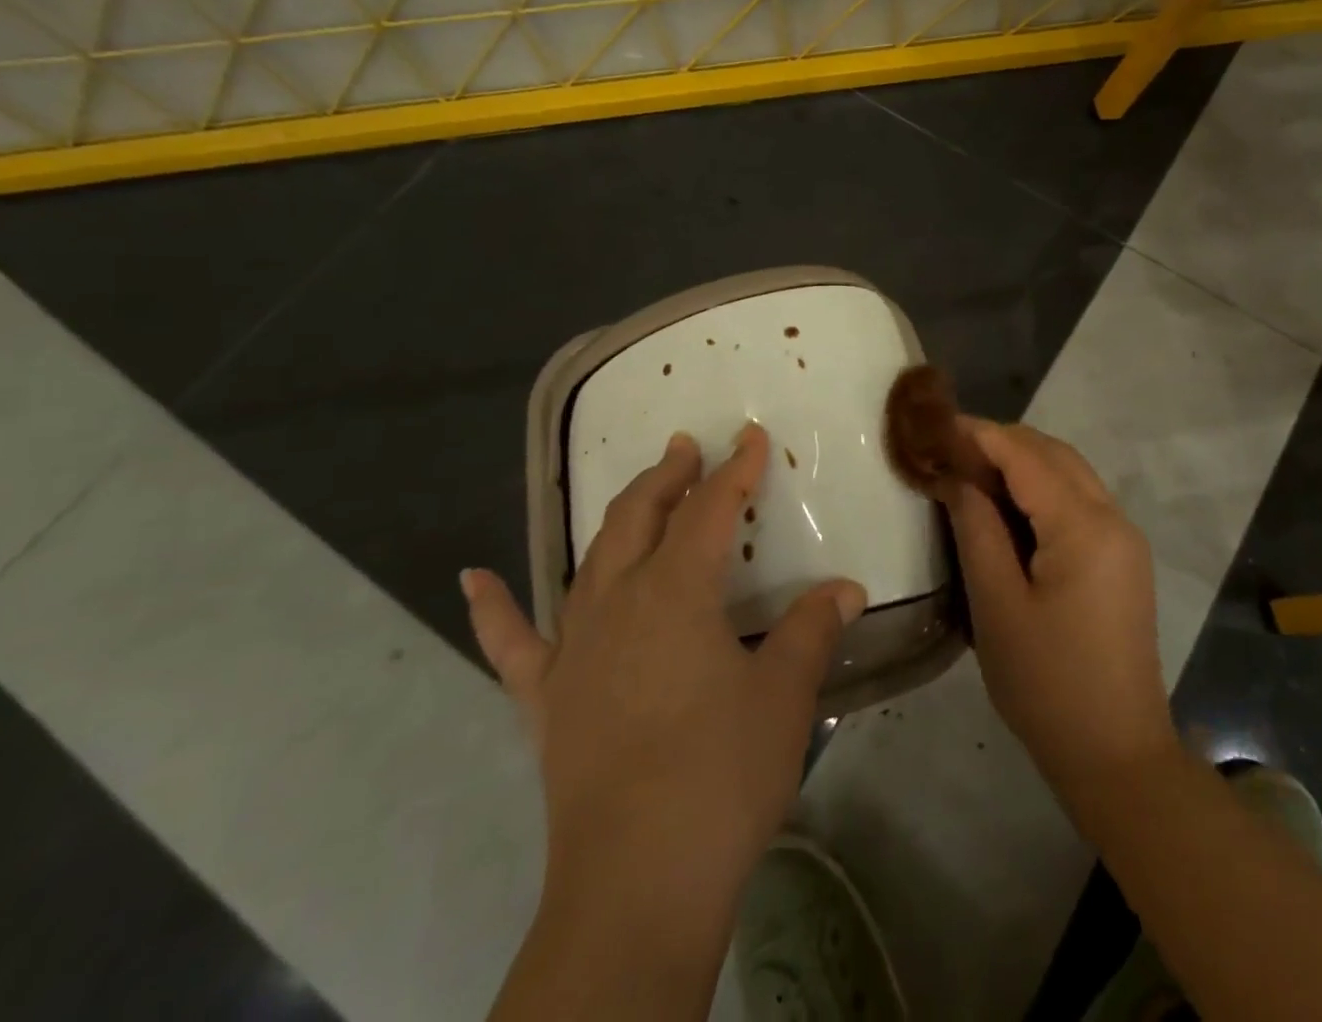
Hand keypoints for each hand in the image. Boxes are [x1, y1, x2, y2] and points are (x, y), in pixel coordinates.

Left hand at [463, 423, 865, 1015]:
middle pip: (640, 517)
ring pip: (592, 559)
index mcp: (676, 592)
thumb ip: (812, 631)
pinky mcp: (544, 698)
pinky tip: (474, 577)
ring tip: (641, 489)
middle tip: (687, 448)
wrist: (637, 884)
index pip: (710, 510)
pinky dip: (493, 607)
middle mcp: (617, 601)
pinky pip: (512, 642)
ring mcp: (572, 648)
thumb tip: (847, 589)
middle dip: (669, 477)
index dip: (735, 470)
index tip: (751, 437)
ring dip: (619, 517)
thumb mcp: (785, 697)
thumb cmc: (720, 777)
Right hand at [946, 420, 1178, 799]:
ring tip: (969, 472)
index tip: (935, 426)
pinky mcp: (1123, 559)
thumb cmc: (1046, 683)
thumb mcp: (997, 604)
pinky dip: (1041, 489)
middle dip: (1000, 442)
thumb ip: (976, 528)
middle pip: (1054, 453)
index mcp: (1085, 527)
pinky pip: (1079, 501)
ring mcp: (1124, 539)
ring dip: (1021, 462)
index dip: (979, 434)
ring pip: (1070, 473)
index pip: (1026, 455)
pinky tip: (1006, 505)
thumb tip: (957, 477)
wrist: (1117, 756)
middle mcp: (1114, 518)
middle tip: (947, 450)